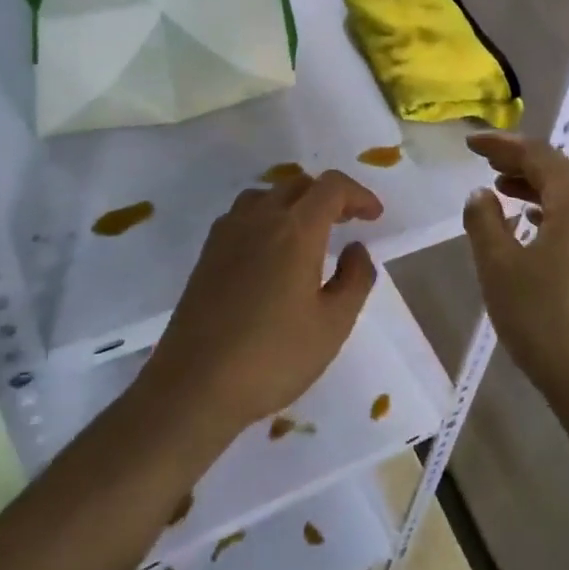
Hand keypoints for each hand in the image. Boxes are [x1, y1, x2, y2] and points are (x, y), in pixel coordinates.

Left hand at [141, 170, 384, 441]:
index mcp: (296, 229)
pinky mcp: (207, 253)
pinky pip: (243, 215)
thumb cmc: (273, 357)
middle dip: (329, 197)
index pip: (331, 186)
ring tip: (309, 234)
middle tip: (348, 223)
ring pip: (267, 195)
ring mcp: (228, 233)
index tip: (374, 217)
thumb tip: (356, 248)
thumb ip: (355, 279)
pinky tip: (271, 252)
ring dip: (294, 203)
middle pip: (299, 184)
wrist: (194, 385)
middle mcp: (259, 218)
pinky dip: (267, 217)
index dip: (358, 194)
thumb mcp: (333, 325)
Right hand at [462, 135, 568, 415]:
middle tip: (486, 162)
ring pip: (568, 199)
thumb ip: (484, 222)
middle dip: (520, 162)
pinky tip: (529, 229)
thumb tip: (481, 194)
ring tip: (501, 190)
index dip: (503, 145)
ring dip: (534, 188)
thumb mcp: (499, 266)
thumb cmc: (545, 317)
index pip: (539, 156)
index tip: (471, 143)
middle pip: (559, 173)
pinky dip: (547, 213)